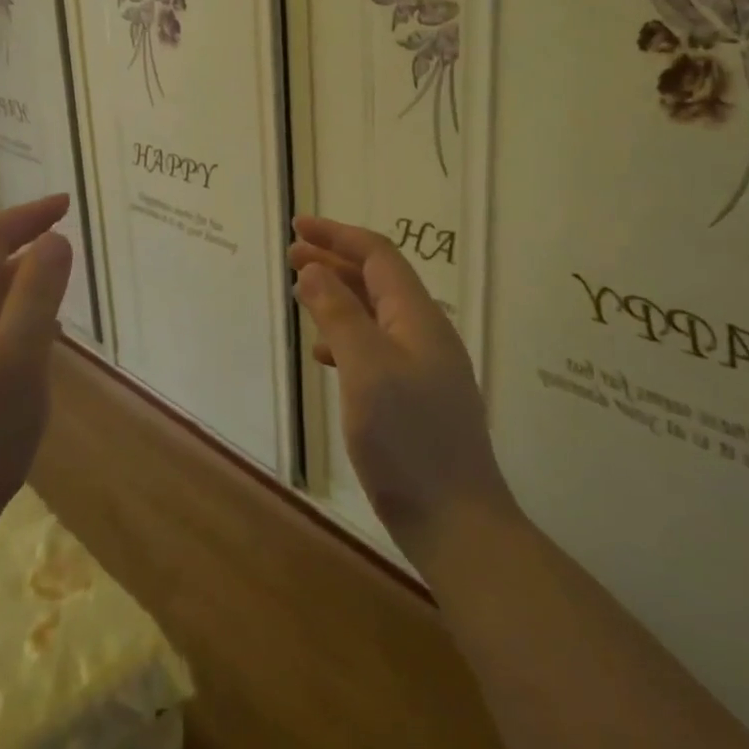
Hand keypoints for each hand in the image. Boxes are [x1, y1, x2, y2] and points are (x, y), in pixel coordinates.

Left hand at [0, 195, 74, 536]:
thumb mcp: (20, 357)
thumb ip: (37, 293)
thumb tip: (53, 239)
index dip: (28, 215)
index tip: (67, 204)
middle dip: (16, 237)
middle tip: (59, 232)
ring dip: (10, 272)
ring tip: (50, 276)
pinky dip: (2, 306)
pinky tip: (24, 333)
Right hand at [289, 216, 513, 563]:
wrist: (456, 521)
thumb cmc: (407, 440)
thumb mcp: (366, 369)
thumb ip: (339, 315)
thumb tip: (313, 269)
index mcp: (418, 318)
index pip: (378, 256)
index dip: (338, 235)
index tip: (298, 227)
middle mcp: (425, 334)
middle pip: (377, 280)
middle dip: (334, 262)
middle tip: (292, 255)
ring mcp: (423, 368)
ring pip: (375, 314)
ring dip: (338, 297)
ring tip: (301, 294)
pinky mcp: (415, 398)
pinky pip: (376, 348)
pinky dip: (347, 337)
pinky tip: (325, 354)